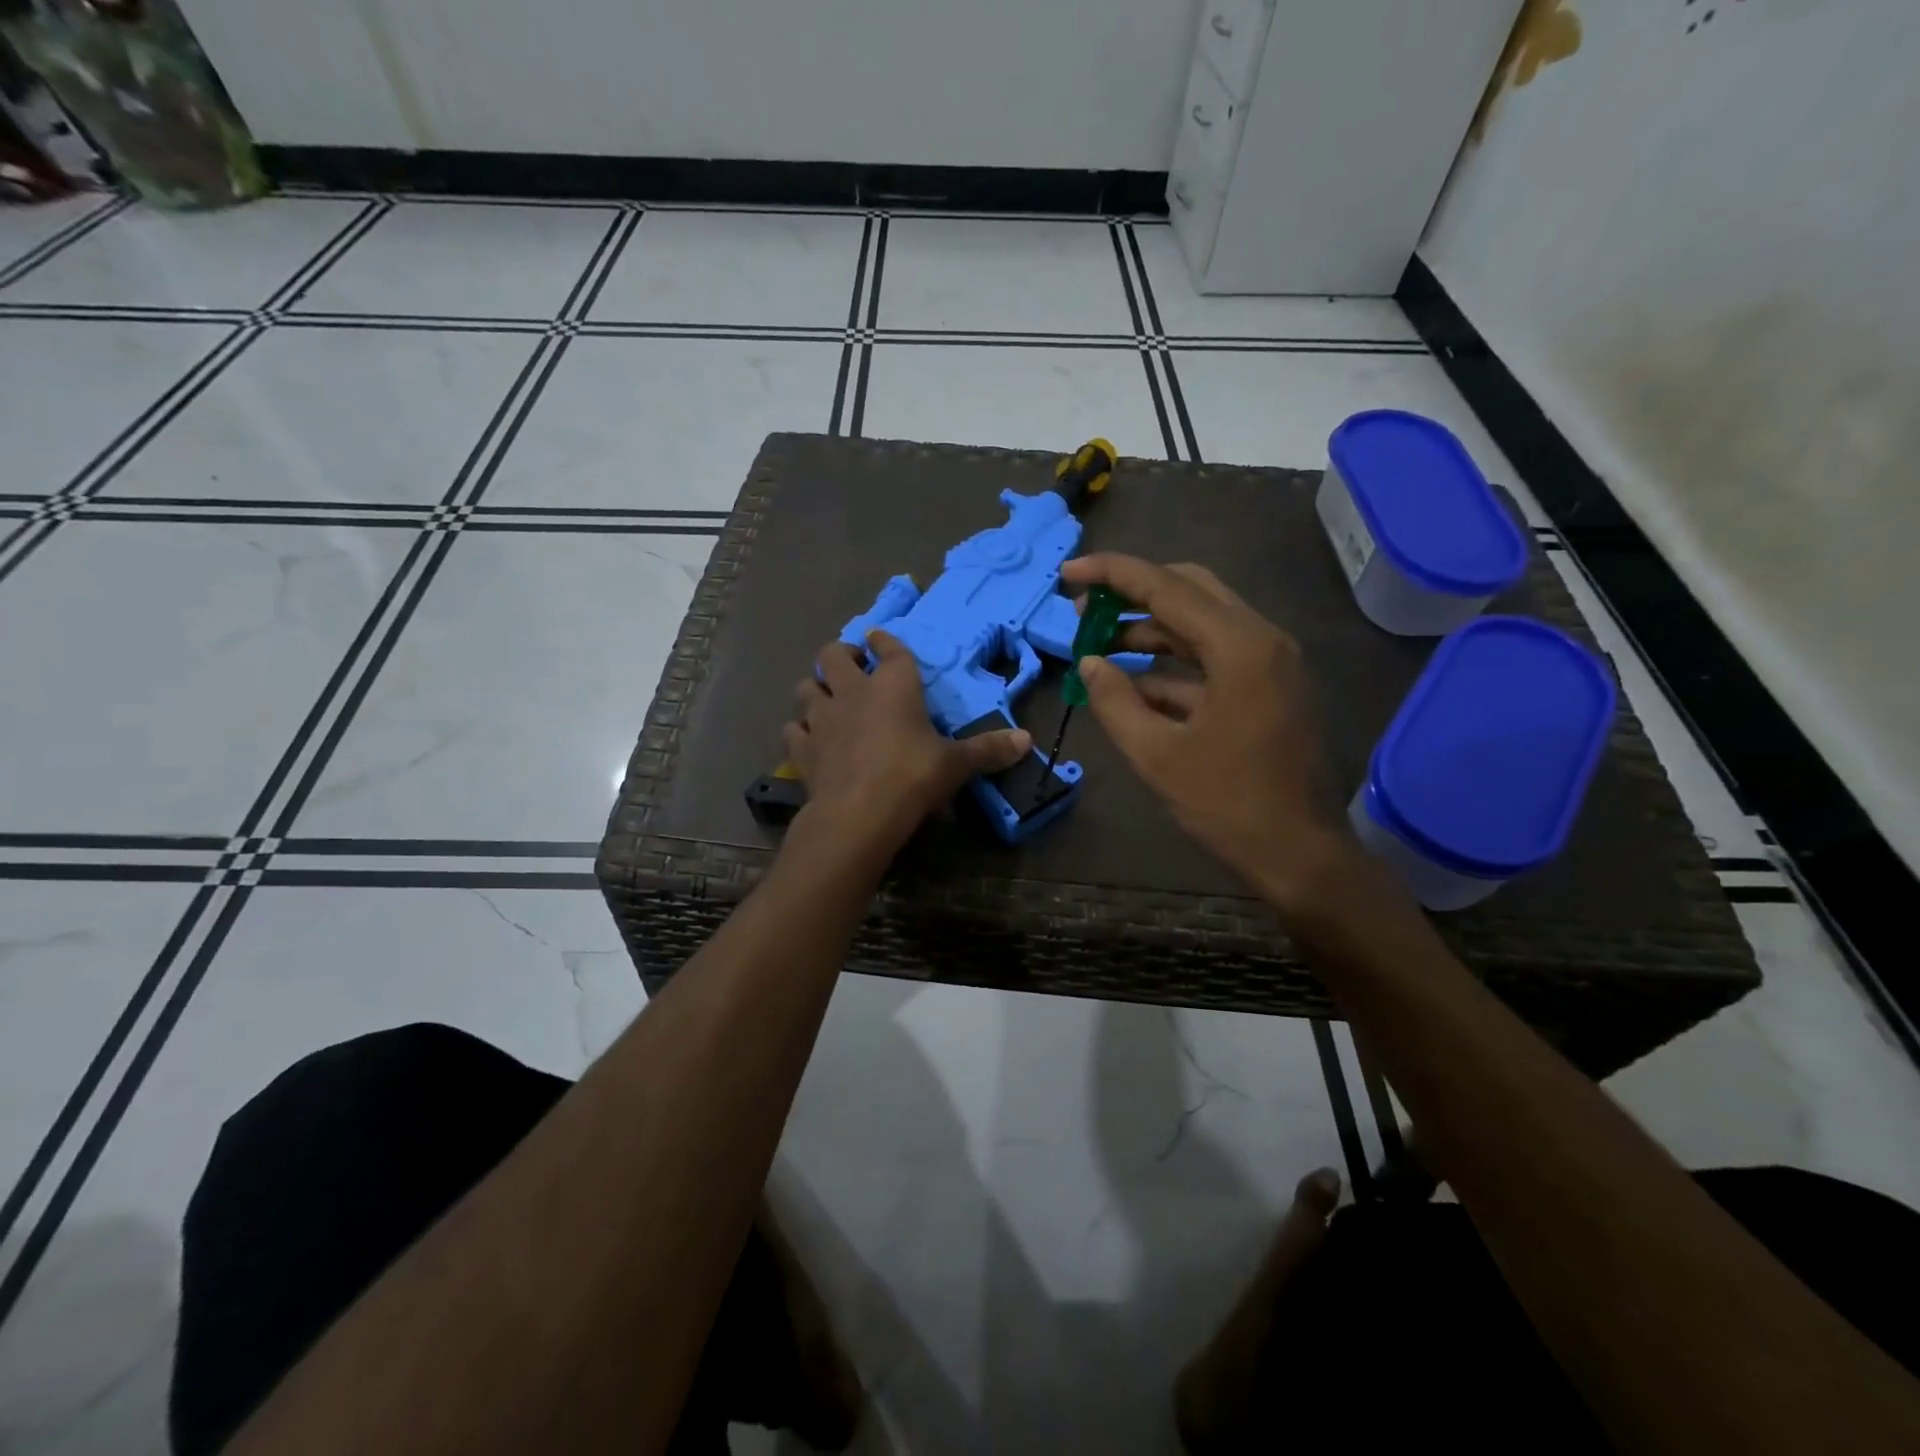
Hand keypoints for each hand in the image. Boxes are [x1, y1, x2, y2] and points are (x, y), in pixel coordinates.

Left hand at [786, 631, 1030, 853]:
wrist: (859, 813)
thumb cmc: (913, 777)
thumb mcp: (956, 764)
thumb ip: (988, 750)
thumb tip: (1028, 740)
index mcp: (893, 685)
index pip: (889, 649)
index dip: (885, 641)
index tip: (881, 638)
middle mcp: (853, 691)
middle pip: (834, 654)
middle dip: (842, 654)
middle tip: (853, 666)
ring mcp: (822, 718)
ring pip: (806, 687)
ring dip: (816, 688)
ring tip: (828, 699)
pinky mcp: (803, 748)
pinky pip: (794, 729)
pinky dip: (801, 730)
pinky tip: (810, 740)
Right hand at [1059, 554, 1353, 910]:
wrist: (1299, 855)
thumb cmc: (1228, 804)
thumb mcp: (1156, 755)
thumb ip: (1115, 701)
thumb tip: (1089, 662)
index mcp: (1240, 647)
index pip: (1167, 587)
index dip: (1113, 574)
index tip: (1069, 573)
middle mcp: (1261, 640)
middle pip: (1190, 590)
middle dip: (1133, 593)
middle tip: (1084, 607)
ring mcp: (1269, 664)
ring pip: (1201, 623)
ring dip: (1149, 628)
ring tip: (1097, 641)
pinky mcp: (1267, 688)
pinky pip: (1212, 658)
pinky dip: (1171, 663)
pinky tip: (1131, 681)